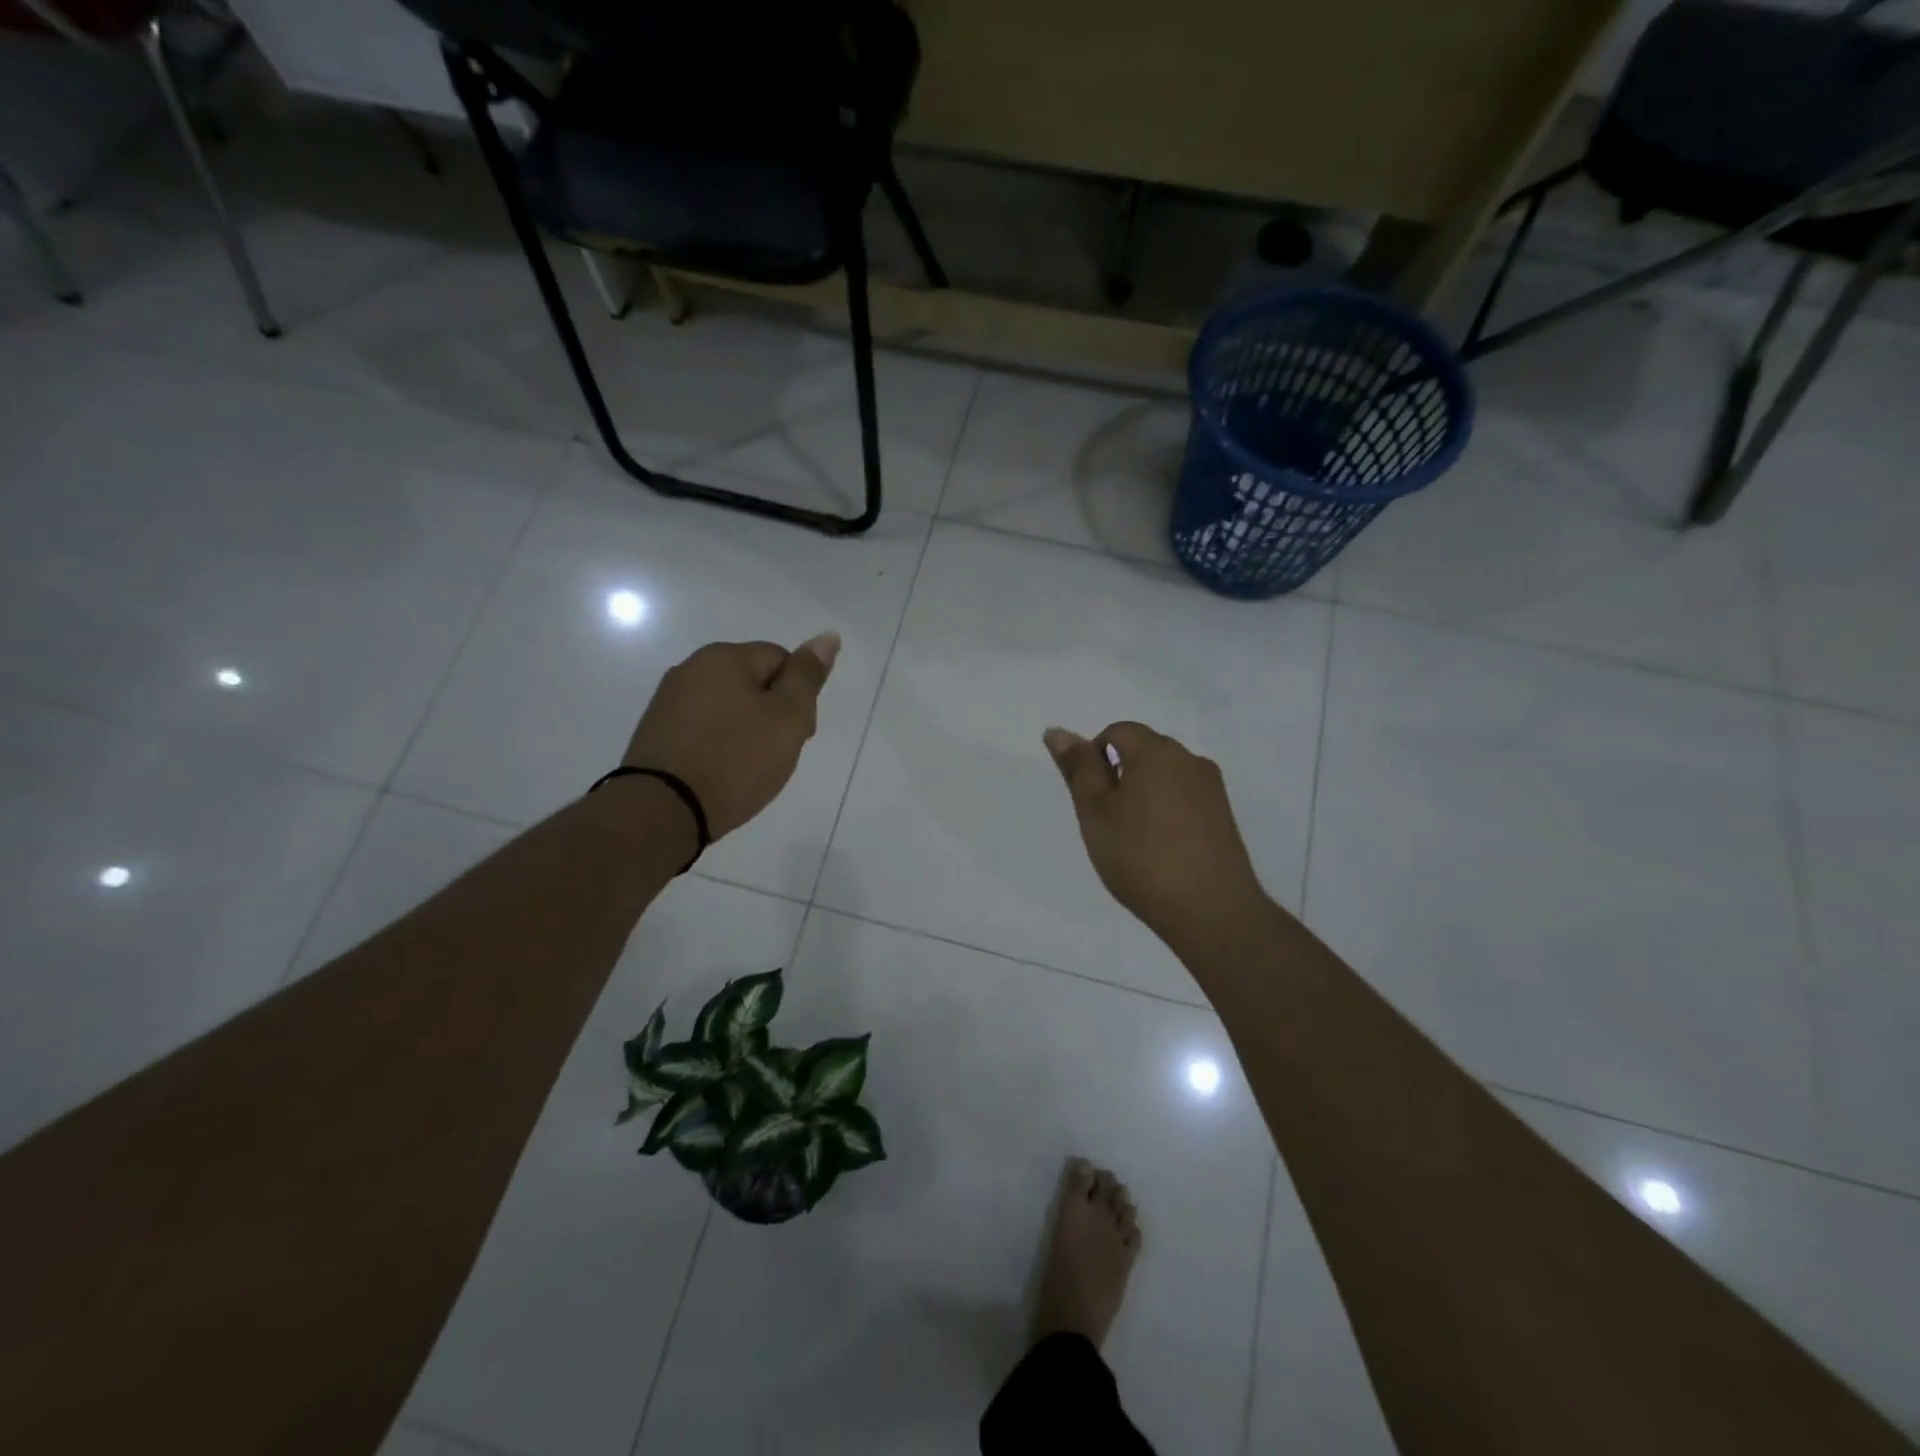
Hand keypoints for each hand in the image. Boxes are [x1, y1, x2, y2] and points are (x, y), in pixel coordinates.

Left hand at [624, 634, 839, 839]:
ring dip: (746, 731)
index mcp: (723, 657)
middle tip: (776, 755)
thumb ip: (807, 676)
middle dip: (772, 714)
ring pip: (728, 708)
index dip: (799, 697)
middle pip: (753, 683)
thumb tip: (827, 636)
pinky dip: (720, 746)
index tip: (798, 734)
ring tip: (749, 768)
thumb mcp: (787, 717)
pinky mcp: (657, 733)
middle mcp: (691, 669)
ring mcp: (668, 701)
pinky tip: (722, 772)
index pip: (781, 660)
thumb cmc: (735, 760)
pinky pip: (704, 729)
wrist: (663, 810)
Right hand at [1044, 721, 1267, 946]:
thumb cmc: (1141, 858)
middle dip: (1118, 774)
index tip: (1089, 800)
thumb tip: (1057, 731)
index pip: (1117, 731)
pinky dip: (1165, 810)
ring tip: (1132, 839)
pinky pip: (1184, 797)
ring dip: (1142, 793)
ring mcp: (1212, 788)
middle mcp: (1190, 759)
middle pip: (1144, 750)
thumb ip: (1078, 769)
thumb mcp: (1096, 813)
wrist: (1212, 911)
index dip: (1094, 757)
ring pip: (1165, 775)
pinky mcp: (1224, 815)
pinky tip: (1160, 848)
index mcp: (1157, 751)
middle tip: (1105, 821)